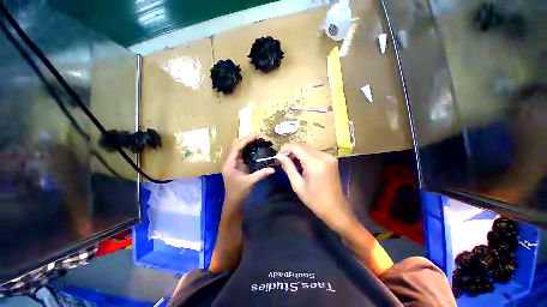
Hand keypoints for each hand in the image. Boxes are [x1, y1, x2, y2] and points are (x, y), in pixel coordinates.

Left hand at [222, 133, 274, 206]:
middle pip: (236, 145)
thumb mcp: (249, 182)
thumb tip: (273, 169)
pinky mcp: (238, 165)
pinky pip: (242, 153)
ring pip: (238, 148)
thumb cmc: (238, 192)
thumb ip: (261, 174)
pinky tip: (255, 146)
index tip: (255, 135)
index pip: (236, 148)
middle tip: (257, 134)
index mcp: (229, 163)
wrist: (233, 201)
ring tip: (257, 138)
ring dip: (246, 142)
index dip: (245, 140)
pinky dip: (248, 148)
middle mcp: (230, 160)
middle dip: (246, 139)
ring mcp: (233, 162)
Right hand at [276, 143, 352, 229]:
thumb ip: (288, 167)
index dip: (285, 148)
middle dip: (291, 150)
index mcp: (315, 163)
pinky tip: (301, 164)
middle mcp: (323, 156)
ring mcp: (329, 157)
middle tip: (283, 160)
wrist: (335, 208)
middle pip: (303, 145)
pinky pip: (315, 152)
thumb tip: (279, 156)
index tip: (278, 155)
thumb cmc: (315, 200)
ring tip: (291, 163)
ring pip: (308, 148)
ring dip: (298, 152)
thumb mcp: (298, 185)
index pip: (296, 147)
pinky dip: (306, 155)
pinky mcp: (331, 159)